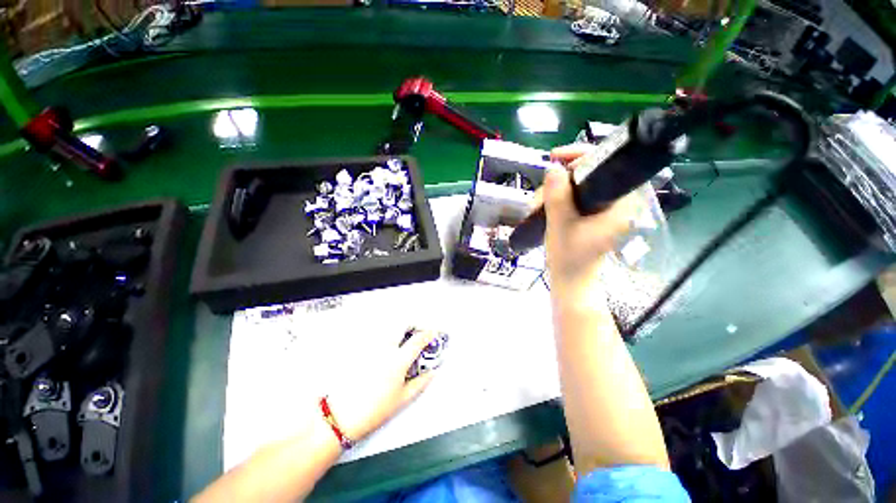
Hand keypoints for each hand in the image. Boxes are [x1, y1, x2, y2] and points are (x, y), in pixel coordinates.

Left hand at [325, 329, 438, 441]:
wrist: (340, 416)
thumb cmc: (372, 411)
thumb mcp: (402, 400)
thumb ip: (421, 383)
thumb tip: (432, 373)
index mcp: (398, 360)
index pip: (418, 339)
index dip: (429, 334)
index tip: (433, 333)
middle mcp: (385, 348)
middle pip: (402, 323)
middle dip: (414, 323)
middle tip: (418, 331)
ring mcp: (371, 346)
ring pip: (388, 326)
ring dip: (400, 327)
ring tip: (403, 337)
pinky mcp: (359, 348)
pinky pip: (375, 333)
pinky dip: (384, 334)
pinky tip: (385, 345)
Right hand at [544, 144, 640, 298]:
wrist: (570, 280)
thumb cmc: (569, 258)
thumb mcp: (560, 225)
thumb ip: (557, 196)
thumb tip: (553, 168)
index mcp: (622, 203)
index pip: (608, 164)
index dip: (582, 155)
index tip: (557, 158)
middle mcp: (618, 202)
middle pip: (590, 173)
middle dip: (560, 181)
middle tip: (540, 195)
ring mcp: (604, 208)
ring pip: (578, 185)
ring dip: (553, 192)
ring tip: (535, 206)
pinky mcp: (593, 214)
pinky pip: (574, 196)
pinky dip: (557, 199)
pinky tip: (542, 207)